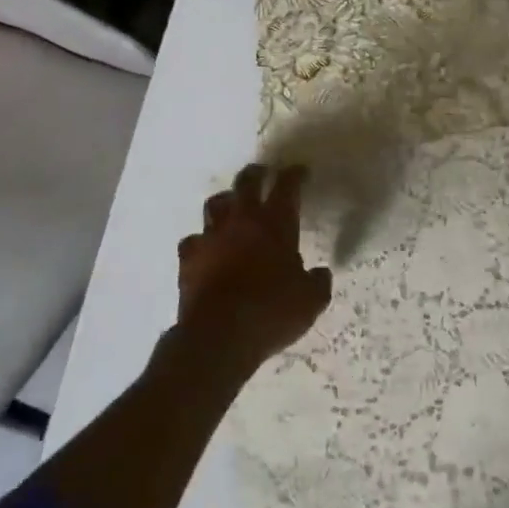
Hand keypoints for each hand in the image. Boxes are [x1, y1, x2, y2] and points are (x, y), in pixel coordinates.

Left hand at [175, 164, 332, 372]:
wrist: (218, 336)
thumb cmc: (271, 312)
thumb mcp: (311, 301)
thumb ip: (318, 282)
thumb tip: (320, 273)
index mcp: (275, 224)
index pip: (287, 186)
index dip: (295, 175)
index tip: (301, 171)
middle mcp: (241, 221)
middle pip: (246, 182)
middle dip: (257, 173)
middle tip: (264, 173)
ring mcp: (210, 237)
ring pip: (215, 204)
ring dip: (227, 200)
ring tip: (233, 205)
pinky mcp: (188, 258)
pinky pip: (194, 239)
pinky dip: (203, 240)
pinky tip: (208, 248)